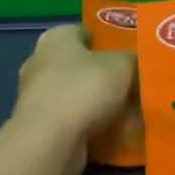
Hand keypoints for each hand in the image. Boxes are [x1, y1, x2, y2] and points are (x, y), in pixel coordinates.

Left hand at [12, 25, 135, 152]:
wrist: (51, 142)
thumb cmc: (85, 89)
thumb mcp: (122, 65)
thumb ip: (132, 59)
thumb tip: (137, 63)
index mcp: (56, 38)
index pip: (85, 32)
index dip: (109, 41)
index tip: (132, 54)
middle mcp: (41, 63)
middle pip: (82, 65)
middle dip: (106, 75)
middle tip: (136, 84)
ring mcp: (37, 97)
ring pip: (78, 95)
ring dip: (99, 104)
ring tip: (131, 111)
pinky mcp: (40, 127)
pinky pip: (73, 120)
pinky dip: (91, 125)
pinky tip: (115, 133)